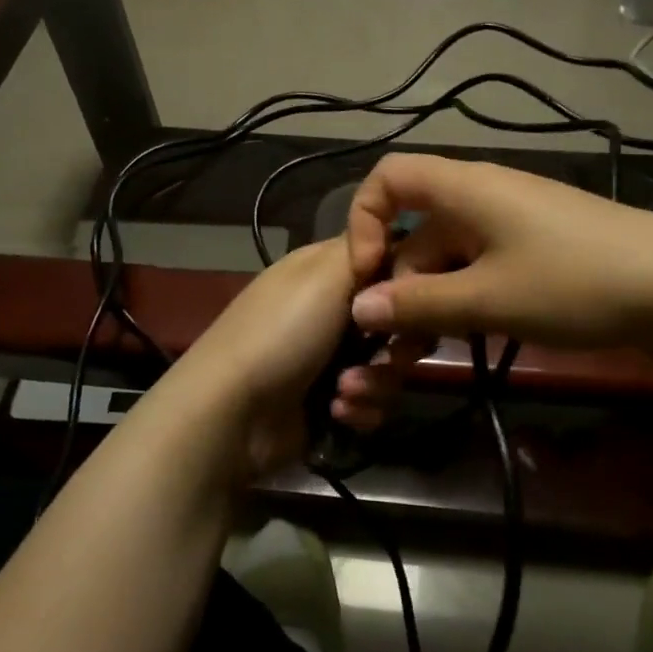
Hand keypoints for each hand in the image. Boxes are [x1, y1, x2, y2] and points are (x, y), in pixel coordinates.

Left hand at [172, 237, 403, 478]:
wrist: (233, 414)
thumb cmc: (281, 332)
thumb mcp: (324, 274)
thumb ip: (368, 249)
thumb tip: (397, 237)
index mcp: (324, 270)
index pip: (385, 259)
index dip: (407, 278)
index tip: (418, 296)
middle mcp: (330, 309)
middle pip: (396, 319)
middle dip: (399, 342)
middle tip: (393, 352)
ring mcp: (329, 358)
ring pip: (389, 365)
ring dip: (375, 382)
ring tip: (344, 391)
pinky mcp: (330, 402)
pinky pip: (372, 402)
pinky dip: (359, 409)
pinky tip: (336, 412)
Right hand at [344, 153, 652, 353]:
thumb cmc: (574, 282)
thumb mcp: (488, 299)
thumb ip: (417, 304)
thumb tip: (360, 308)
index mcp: (464, 188)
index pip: (388, 178)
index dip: (363, 220)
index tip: (367, 275)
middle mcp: (482, 196)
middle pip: (415, 229)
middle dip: (398, 284)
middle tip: (396, 345)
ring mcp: (512, 223)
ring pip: (447, 255)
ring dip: (429, 301)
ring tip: (424, 354)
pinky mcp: (536, 248)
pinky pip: (480, 266)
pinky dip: (464, 299)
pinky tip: (468, 336)